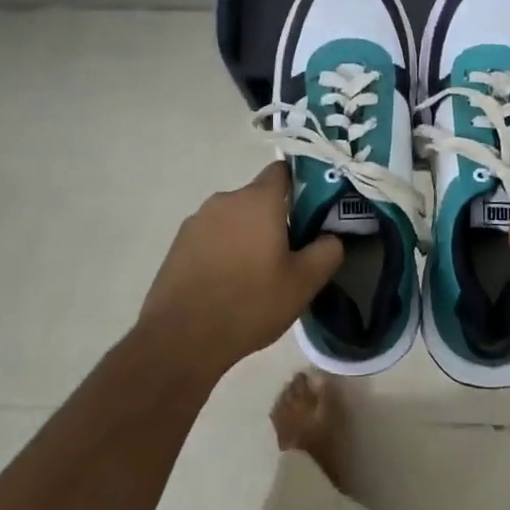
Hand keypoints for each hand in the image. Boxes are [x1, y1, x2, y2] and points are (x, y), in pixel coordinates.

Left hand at [140, 162, 343, 380]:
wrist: (180, 338)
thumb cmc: (249, 303)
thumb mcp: (303, 284)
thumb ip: (327, 252)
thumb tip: (331, 237)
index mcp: (258, 199)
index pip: (283, 171)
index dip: (300, 187)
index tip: (310, 214)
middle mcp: (226, 199)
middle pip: (258, 198)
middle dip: (274, 219)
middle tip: (286, 255)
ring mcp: (197, 220)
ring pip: (234, 218)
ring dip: (246, 236)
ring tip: (254, 275)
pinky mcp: (178, 243)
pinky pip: (211, 237)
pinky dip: (222, 251)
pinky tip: (226, 284)